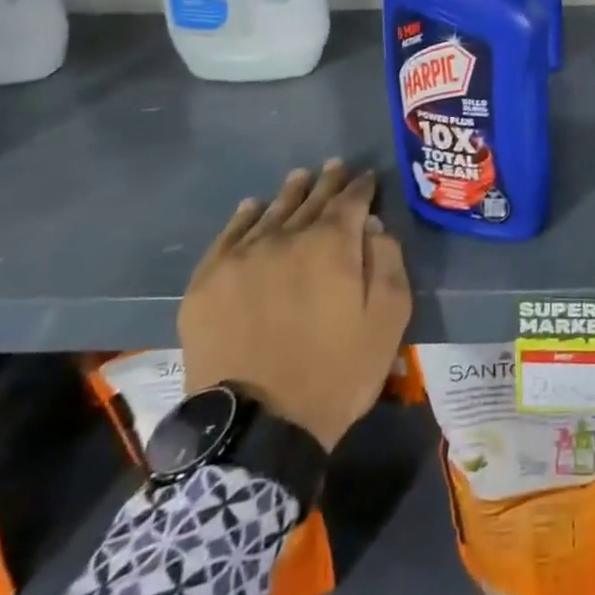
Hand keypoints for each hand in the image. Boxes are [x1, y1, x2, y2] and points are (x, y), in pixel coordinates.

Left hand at [181, 160, 411, 450]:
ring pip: (271, 213)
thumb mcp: (387, 318)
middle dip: (328, 183)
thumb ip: (386, 261)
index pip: (351, 201)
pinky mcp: (207, 283)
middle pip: (311, 201)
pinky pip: (228, 236)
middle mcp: (286, 238)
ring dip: (290, 193)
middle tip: (336, 167)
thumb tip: (371, 226)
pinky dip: (243, 217)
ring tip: (300, 177)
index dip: (361, 186)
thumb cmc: (337, 372)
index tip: (367, 177)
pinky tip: (252, 207)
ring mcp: (241, 258)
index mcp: (332, 244)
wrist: (258, 428)